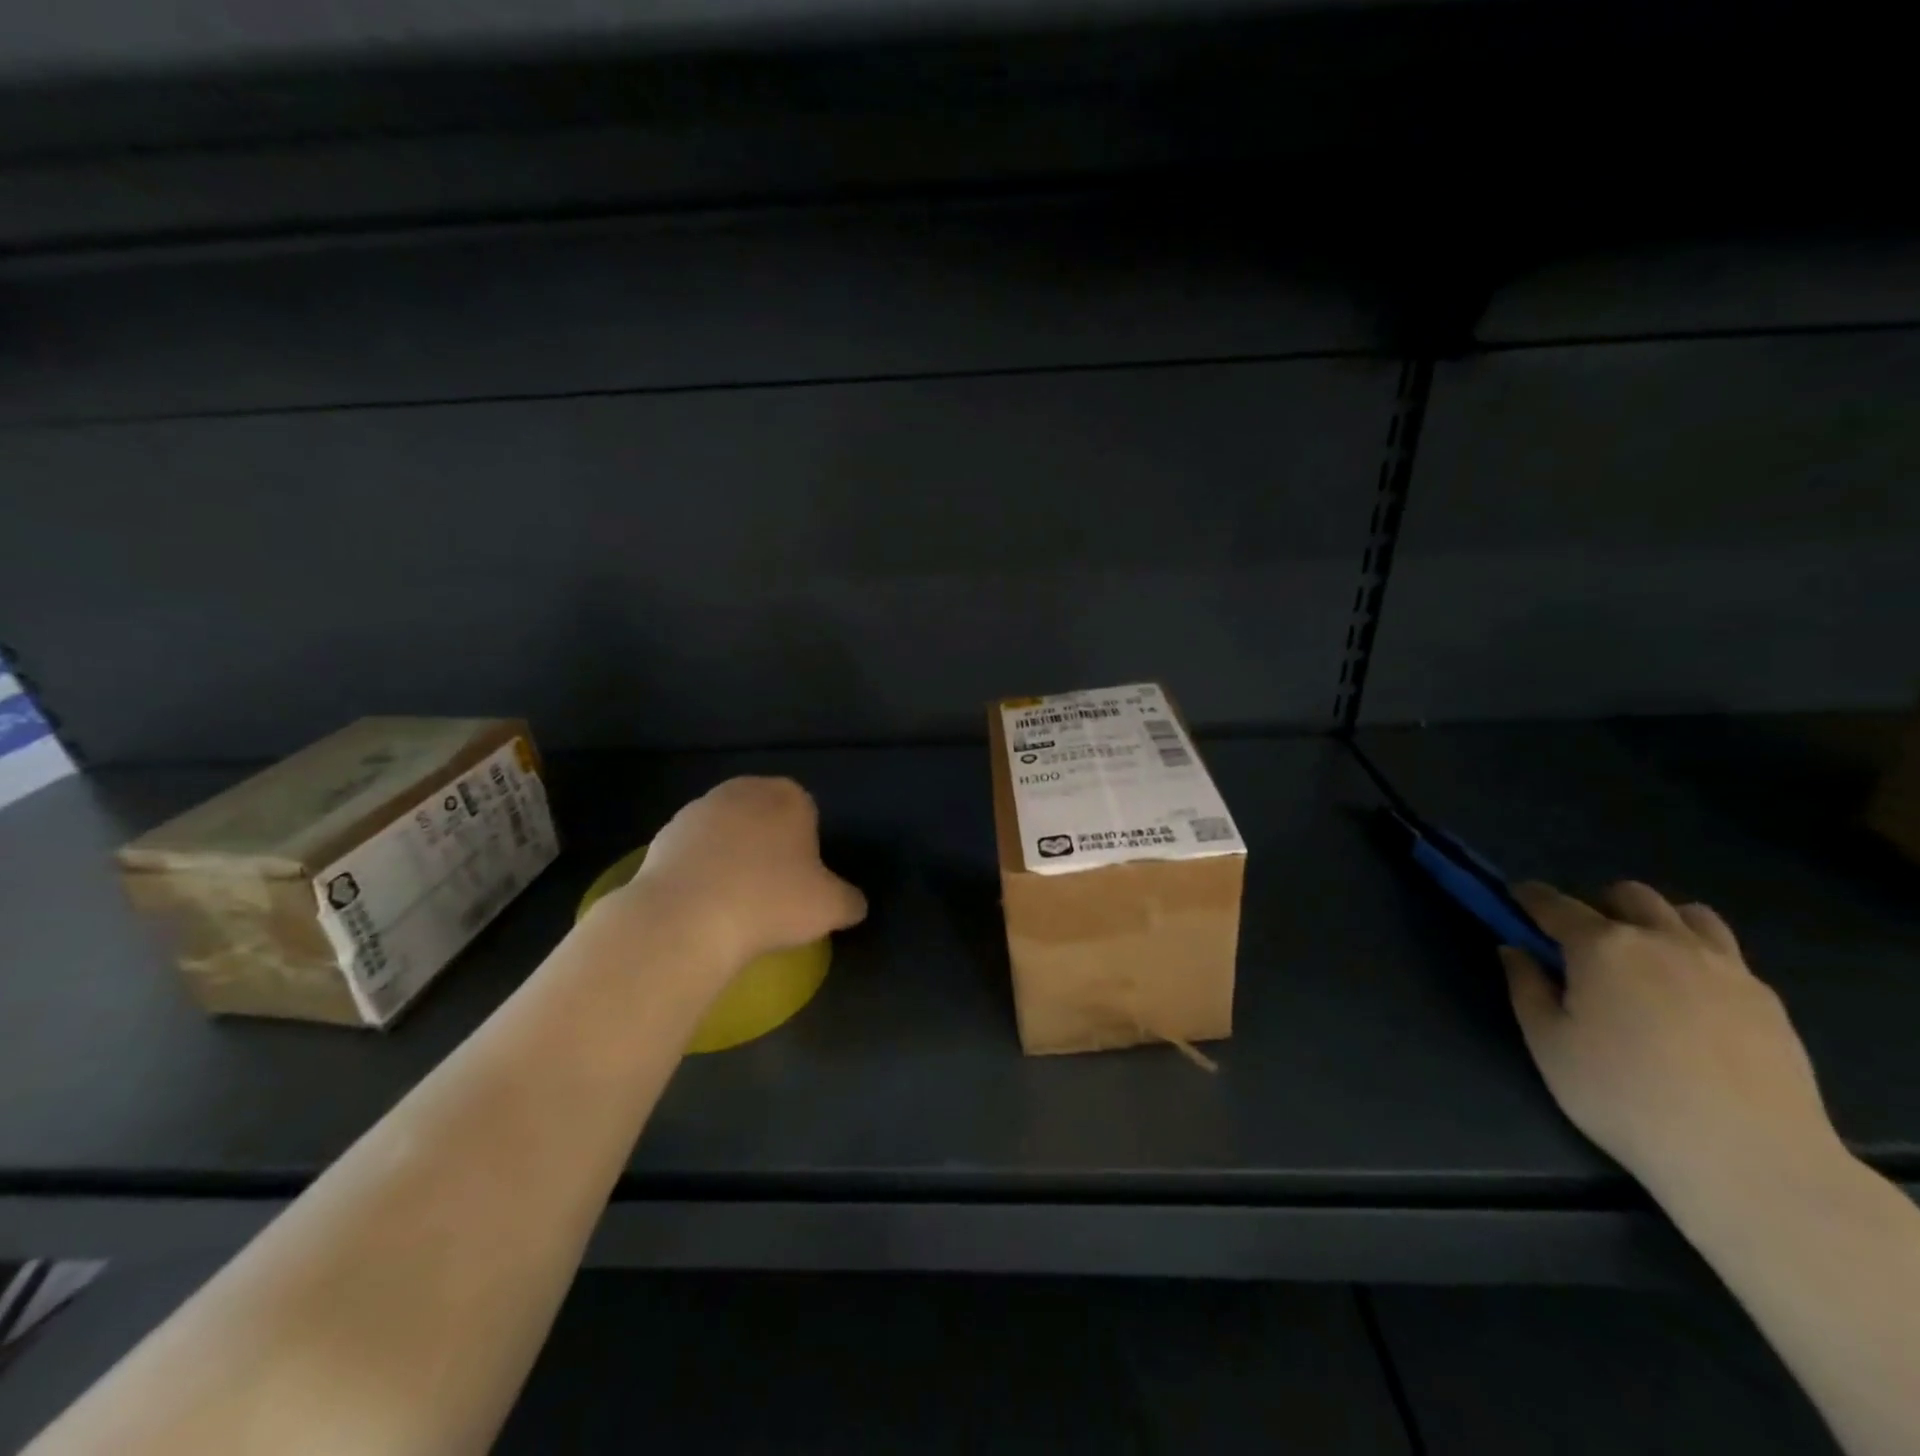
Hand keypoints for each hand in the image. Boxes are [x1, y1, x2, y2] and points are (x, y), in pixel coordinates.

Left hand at [613, 777, 867, 968]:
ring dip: (731, 856)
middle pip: (763, 815)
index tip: (803, 880)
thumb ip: (850, 901)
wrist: (685, 918)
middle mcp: (742, 791)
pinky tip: (703, 905)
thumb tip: (854, 904)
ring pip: (726, 832)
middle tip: (772, 889)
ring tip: (735, 902)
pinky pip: (693, 852)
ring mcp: (697, 810)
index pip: (806, 810)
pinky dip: (700, 871)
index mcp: (788, 796)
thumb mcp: (830, 908)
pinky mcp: (662, 836)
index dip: (807, 844)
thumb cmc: (770, 901)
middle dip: (768, 844)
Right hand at [1502, 880, 1843, 1208]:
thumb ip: (1526, 987)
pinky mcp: (1766, 998)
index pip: (1555, 904)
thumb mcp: (1548, 1044)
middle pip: (1629, 896)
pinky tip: (1689, 995)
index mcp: (1602, 946)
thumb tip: (1516, 950)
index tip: (1514, 897)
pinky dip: (1696, 955)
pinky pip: (1725, 953)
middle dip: (1598, 905)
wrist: (1749, 1157)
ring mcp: (1724, 966)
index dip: (1529, 897)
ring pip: (1687, 914)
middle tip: (1582, 940)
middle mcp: (1662, 941)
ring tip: (1643, 958)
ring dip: (1655, 921)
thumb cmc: (1623, 1095)